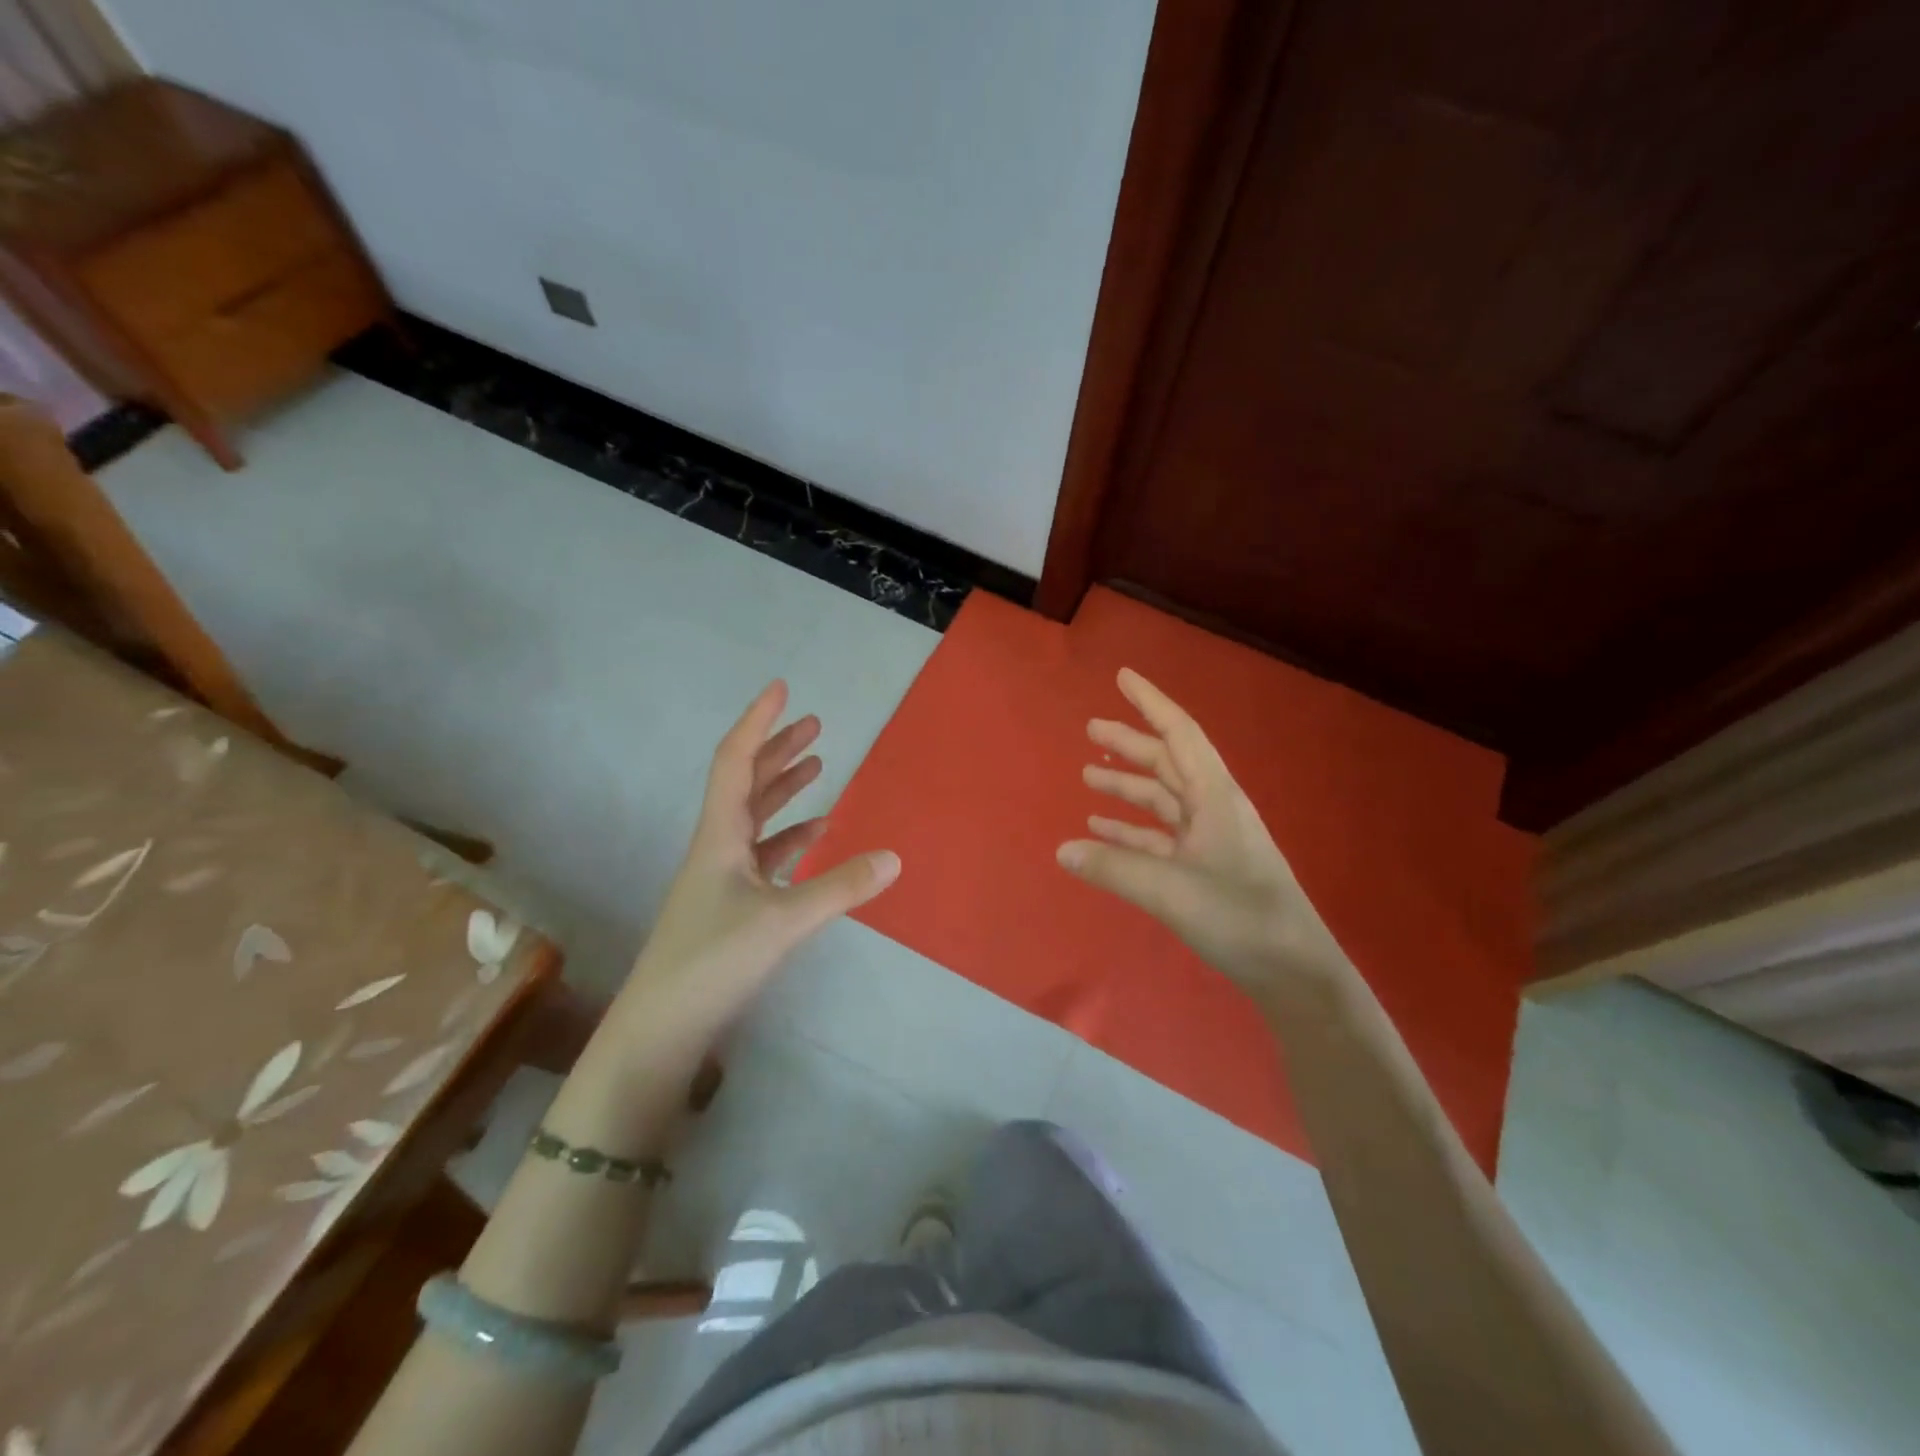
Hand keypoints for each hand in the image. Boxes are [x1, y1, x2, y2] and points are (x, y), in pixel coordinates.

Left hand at [595, 680, 900, 1081]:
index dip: (758, 722)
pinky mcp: (730, 905)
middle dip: (778, 749)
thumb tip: (895, 857)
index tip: (781, 688)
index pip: (735, 761)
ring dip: (785, 788)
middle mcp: (717, 847)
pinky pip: (765, 855)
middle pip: (746, 782)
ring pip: (756, 816)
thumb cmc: (712, 962)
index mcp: (719, 836)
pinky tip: (817, 833)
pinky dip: (791, 837)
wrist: (660, 1029)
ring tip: (819, 764)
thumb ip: (839, 888)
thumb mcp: (782, 922)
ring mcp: (721, 877)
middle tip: (814, 723)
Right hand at [1057, 668, 1349, 995]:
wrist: (1293, 971)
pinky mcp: (1205, 868)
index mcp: (1214, 797)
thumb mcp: (1170, 889)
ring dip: (1127, 785)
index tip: (1122, 677)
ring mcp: (1210, 839)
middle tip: (1090, 728)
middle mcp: (1213, 808)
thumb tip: (1062, 850)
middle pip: (1167, 762)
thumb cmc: (1240, 917)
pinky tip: (1102, 830)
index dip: (1150, 702)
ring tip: (1088, 775)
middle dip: (1130, 743)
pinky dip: (1131, 829)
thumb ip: (1113, 867)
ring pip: (1162, 799)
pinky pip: (1159, 836)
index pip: (1179, 733)